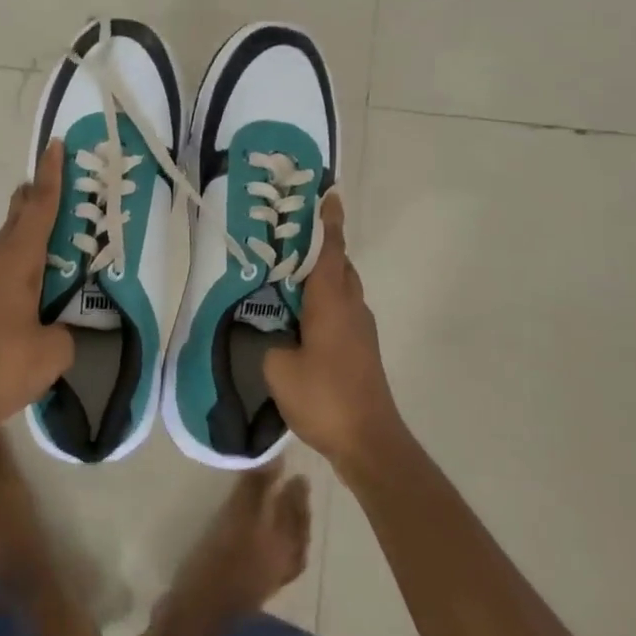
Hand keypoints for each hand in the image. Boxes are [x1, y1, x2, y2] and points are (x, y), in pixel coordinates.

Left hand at [0, 141, 75, 442]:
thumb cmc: (1, 368)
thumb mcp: (53, 353)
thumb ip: (66, 332)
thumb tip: (60, 330)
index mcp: (15, 262)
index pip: (38, 208)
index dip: (51, 176)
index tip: (54, 145)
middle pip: (17, 218)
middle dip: (36, 200)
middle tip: (59, 189)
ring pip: (5, 247)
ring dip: (27, 242)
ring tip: (53, 254)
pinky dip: (15, 270)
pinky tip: (27, 297)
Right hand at [264, 194, 406, 473]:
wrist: (369, 441)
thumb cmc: (324, 397)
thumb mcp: (279, 367)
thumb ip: (267, 339)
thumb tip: (267, 328)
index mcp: (331, 301)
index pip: (330, 250)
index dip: (328, 221)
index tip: (328, 194)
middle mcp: (351, 306)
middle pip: (339, 264)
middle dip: (320, 245)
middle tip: (289, 234)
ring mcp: (360, 328)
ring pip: (341, 287)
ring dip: (321, 274)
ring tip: (287, 272)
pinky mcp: (361, 348)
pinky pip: (341, 308)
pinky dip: (323, 298)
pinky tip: (300, 314)